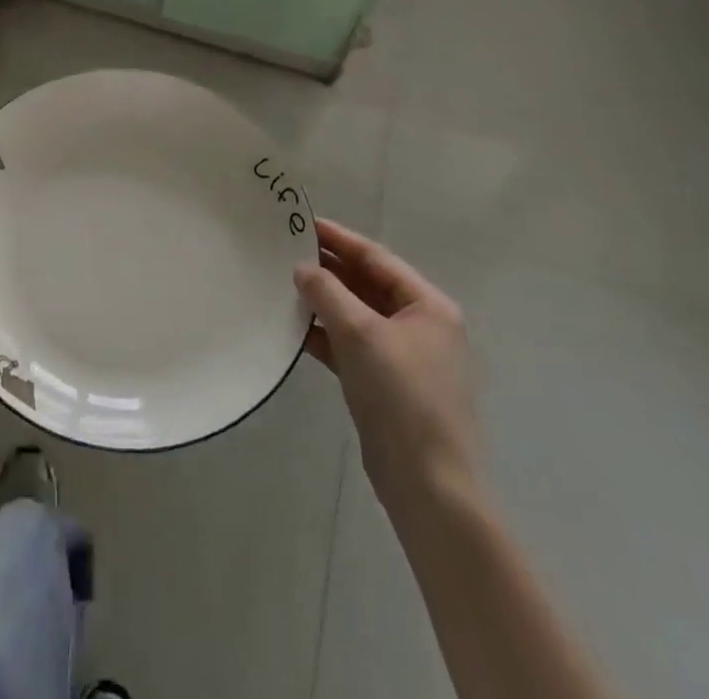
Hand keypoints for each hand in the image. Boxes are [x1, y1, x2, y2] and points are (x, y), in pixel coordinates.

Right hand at [295, 219, 478, 527]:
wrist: (427, 485)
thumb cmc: (401, 396)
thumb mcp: (360, 334)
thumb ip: (328, 293)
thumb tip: (303, 269)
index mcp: (427, 306)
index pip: (376, 258)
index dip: (338, 238)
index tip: (302, 223)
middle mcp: (419, 325)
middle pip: (366, 284)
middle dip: (328, 269)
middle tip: (284, 251)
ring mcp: (403, 356)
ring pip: (356, 315)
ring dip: (323, 301)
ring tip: (282, 284)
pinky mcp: (385, 384)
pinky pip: (350, 345)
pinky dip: (325, 334)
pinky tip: (294, 328)